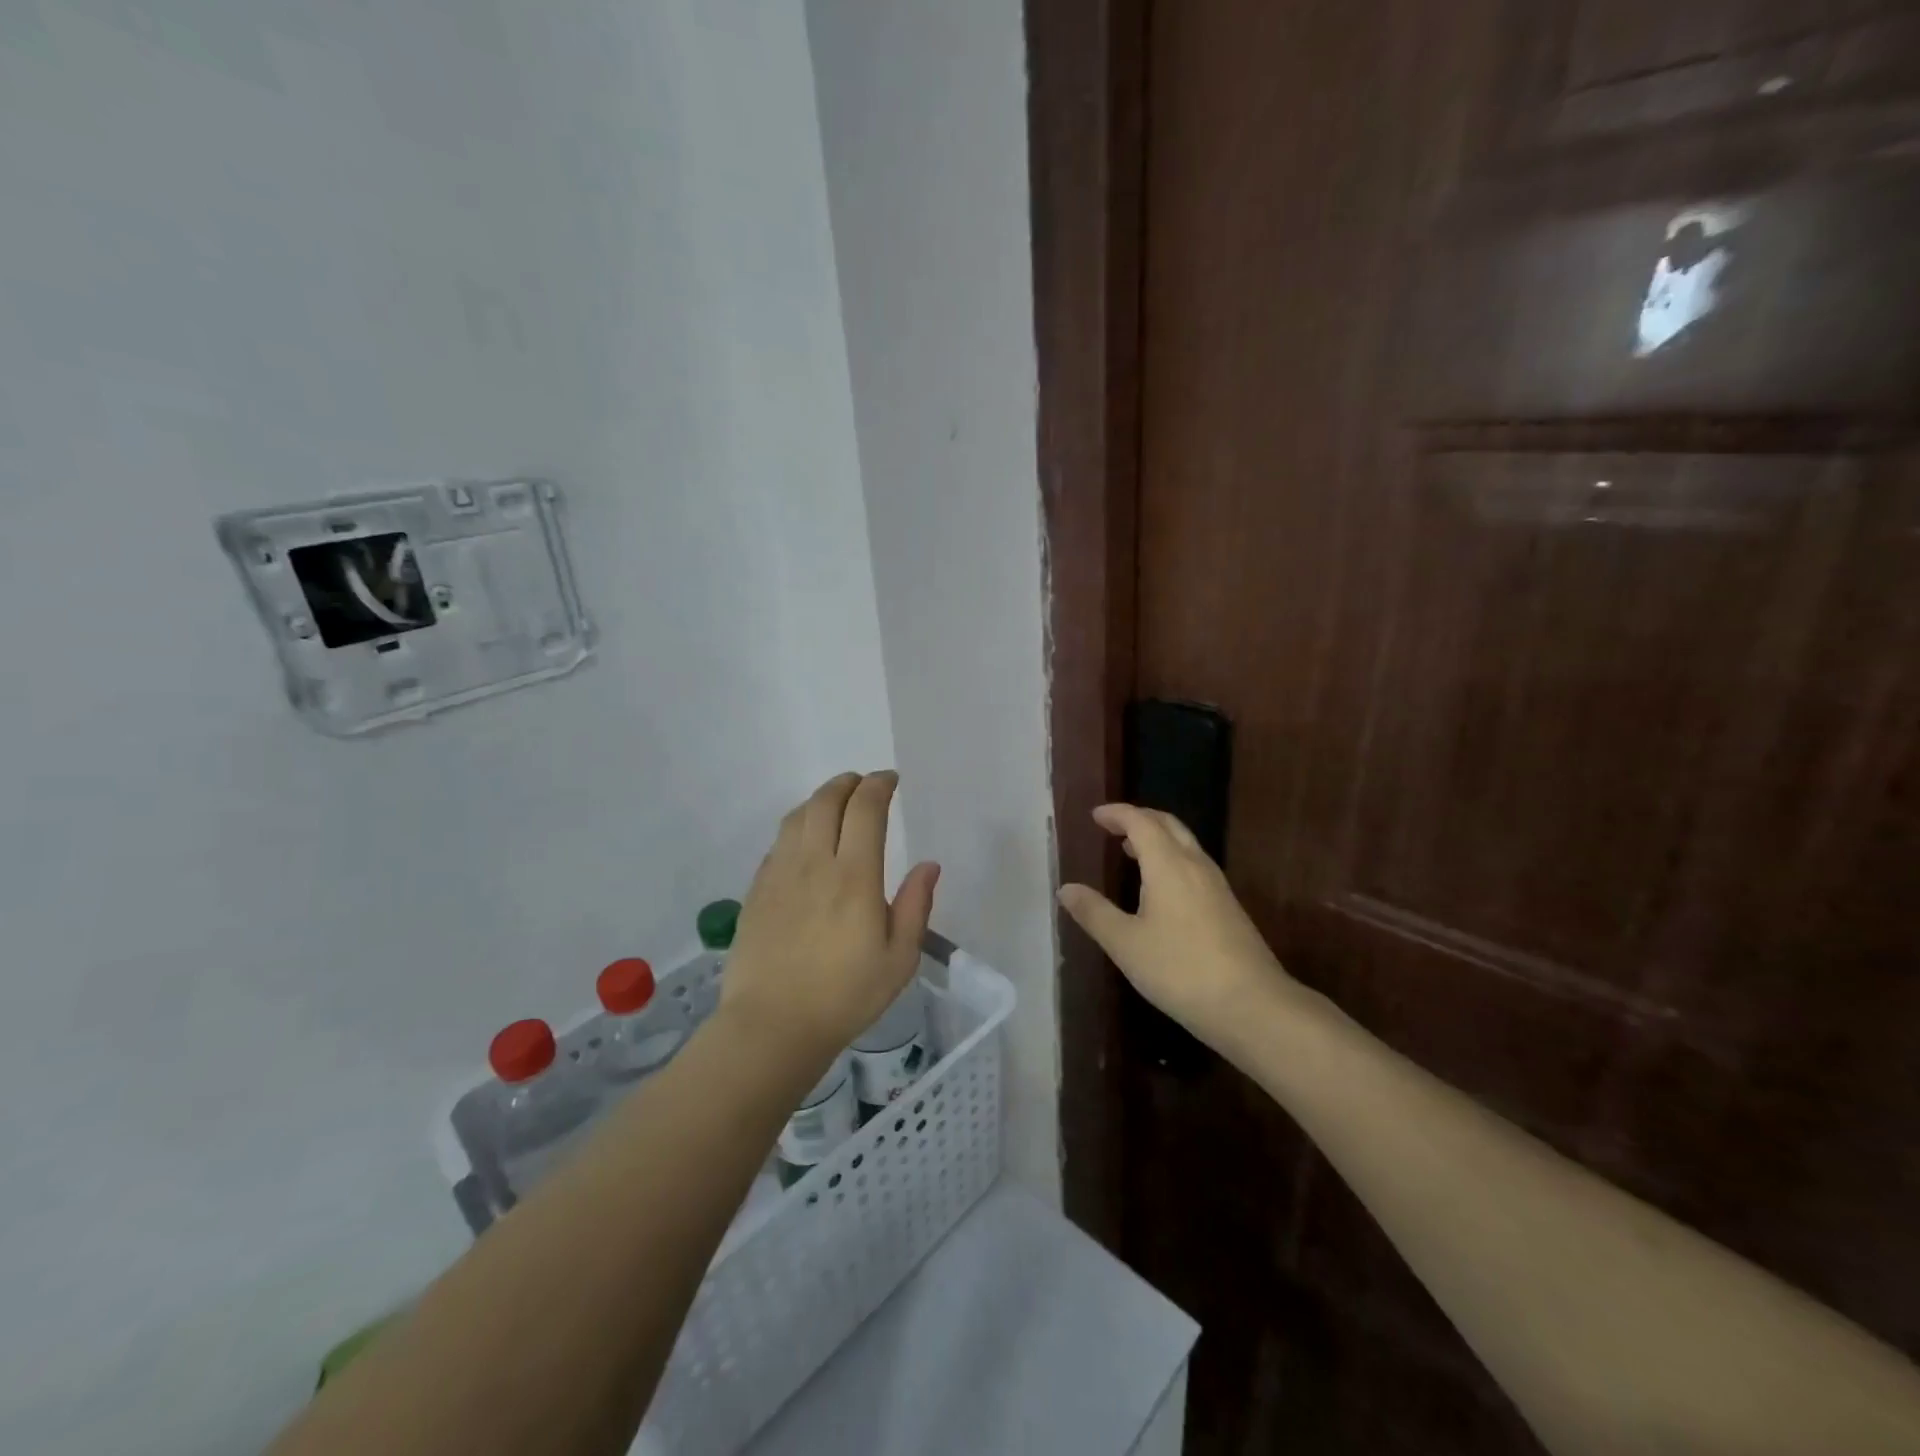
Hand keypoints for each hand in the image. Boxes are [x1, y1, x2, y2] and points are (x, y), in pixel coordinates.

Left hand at [722, 771, 939, 1065]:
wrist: (772, 1026)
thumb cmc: (845, 996)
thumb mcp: (898, 959)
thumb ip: (915, 906)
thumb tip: (929, 865)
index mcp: (854, 876)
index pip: (865, 809)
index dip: (879, 785)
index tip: (890, 780)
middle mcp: (814, 863)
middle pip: (826, 801)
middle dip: (848, 783)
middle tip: (864, 785)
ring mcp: (779, 874)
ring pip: (797, 816)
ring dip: (819, 799)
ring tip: (835, 804)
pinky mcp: (757, 890)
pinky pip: (778, 842)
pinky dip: (797, 826)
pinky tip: (805, 842)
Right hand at [1058, 804, 1295, 1052]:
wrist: (1252, 1005)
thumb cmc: (1180, 970)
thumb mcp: (1126, 944)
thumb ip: (1094, 913)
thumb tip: (1066, 889)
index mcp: (1168, 865)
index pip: (1141, 822)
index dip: (1117, 814)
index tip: (1096, 815)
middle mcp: (1195, 865)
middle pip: (1168, 825)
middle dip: (1139, 819)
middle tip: (1113, 826)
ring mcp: (1217, 886)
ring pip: (1185, 844)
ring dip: (1158, 839)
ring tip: (1131, 852)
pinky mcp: (1228, 907)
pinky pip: (1195, 865)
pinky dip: (1172, 859)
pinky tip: (1161, 888)